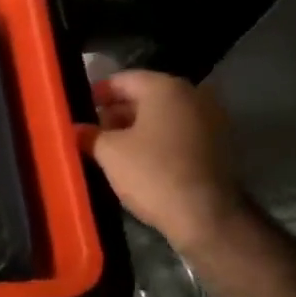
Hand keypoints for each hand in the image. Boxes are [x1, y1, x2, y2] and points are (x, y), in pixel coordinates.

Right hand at [90, 70, 242, 251]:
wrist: (207, 216)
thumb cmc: (152, 173)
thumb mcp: (109, 153)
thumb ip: (90, 135)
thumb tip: (76, 129)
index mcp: (165, 88)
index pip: (123, 79)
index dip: (97, 93)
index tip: (79, 109)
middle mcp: (192, 95)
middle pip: (145, 96)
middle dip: (116, 112)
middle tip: (92, 131)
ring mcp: (210, 120)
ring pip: (163, 116)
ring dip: (136, 128)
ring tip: (110, 149)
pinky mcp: (218, 145)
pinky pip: (179, 133)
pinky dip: (158, 140)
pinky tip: (138, 160)